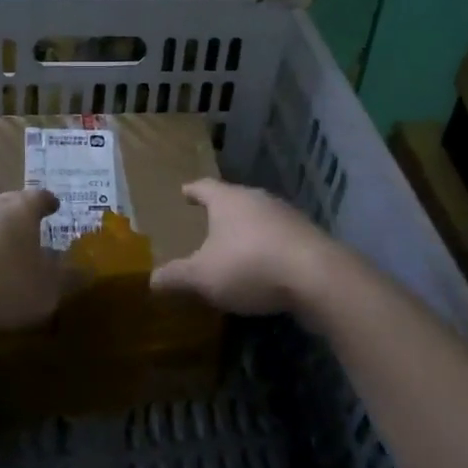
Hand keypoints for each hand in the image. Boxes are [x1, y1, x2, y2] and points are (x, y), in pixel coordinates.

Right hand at [150, 178, 340, 316]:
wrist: (316, 277)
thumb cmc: (249, 266)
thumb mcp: (203, 276)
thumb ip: (176, 277)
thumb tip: (151, 280)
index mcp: (228, 199)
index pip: (204, 187)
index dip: (192, 191)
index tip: (184, 192)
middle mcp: (257, 199)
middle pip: (234, 199)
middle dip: (221, 211)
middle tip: (207, 221)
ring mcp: (286, 216)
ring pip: (259, 217)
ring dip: (247, 230)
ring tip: (235, 245)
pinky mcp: (307, 237)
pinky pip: (279, 238)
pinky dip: (268, 248)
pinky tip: (264, 266)